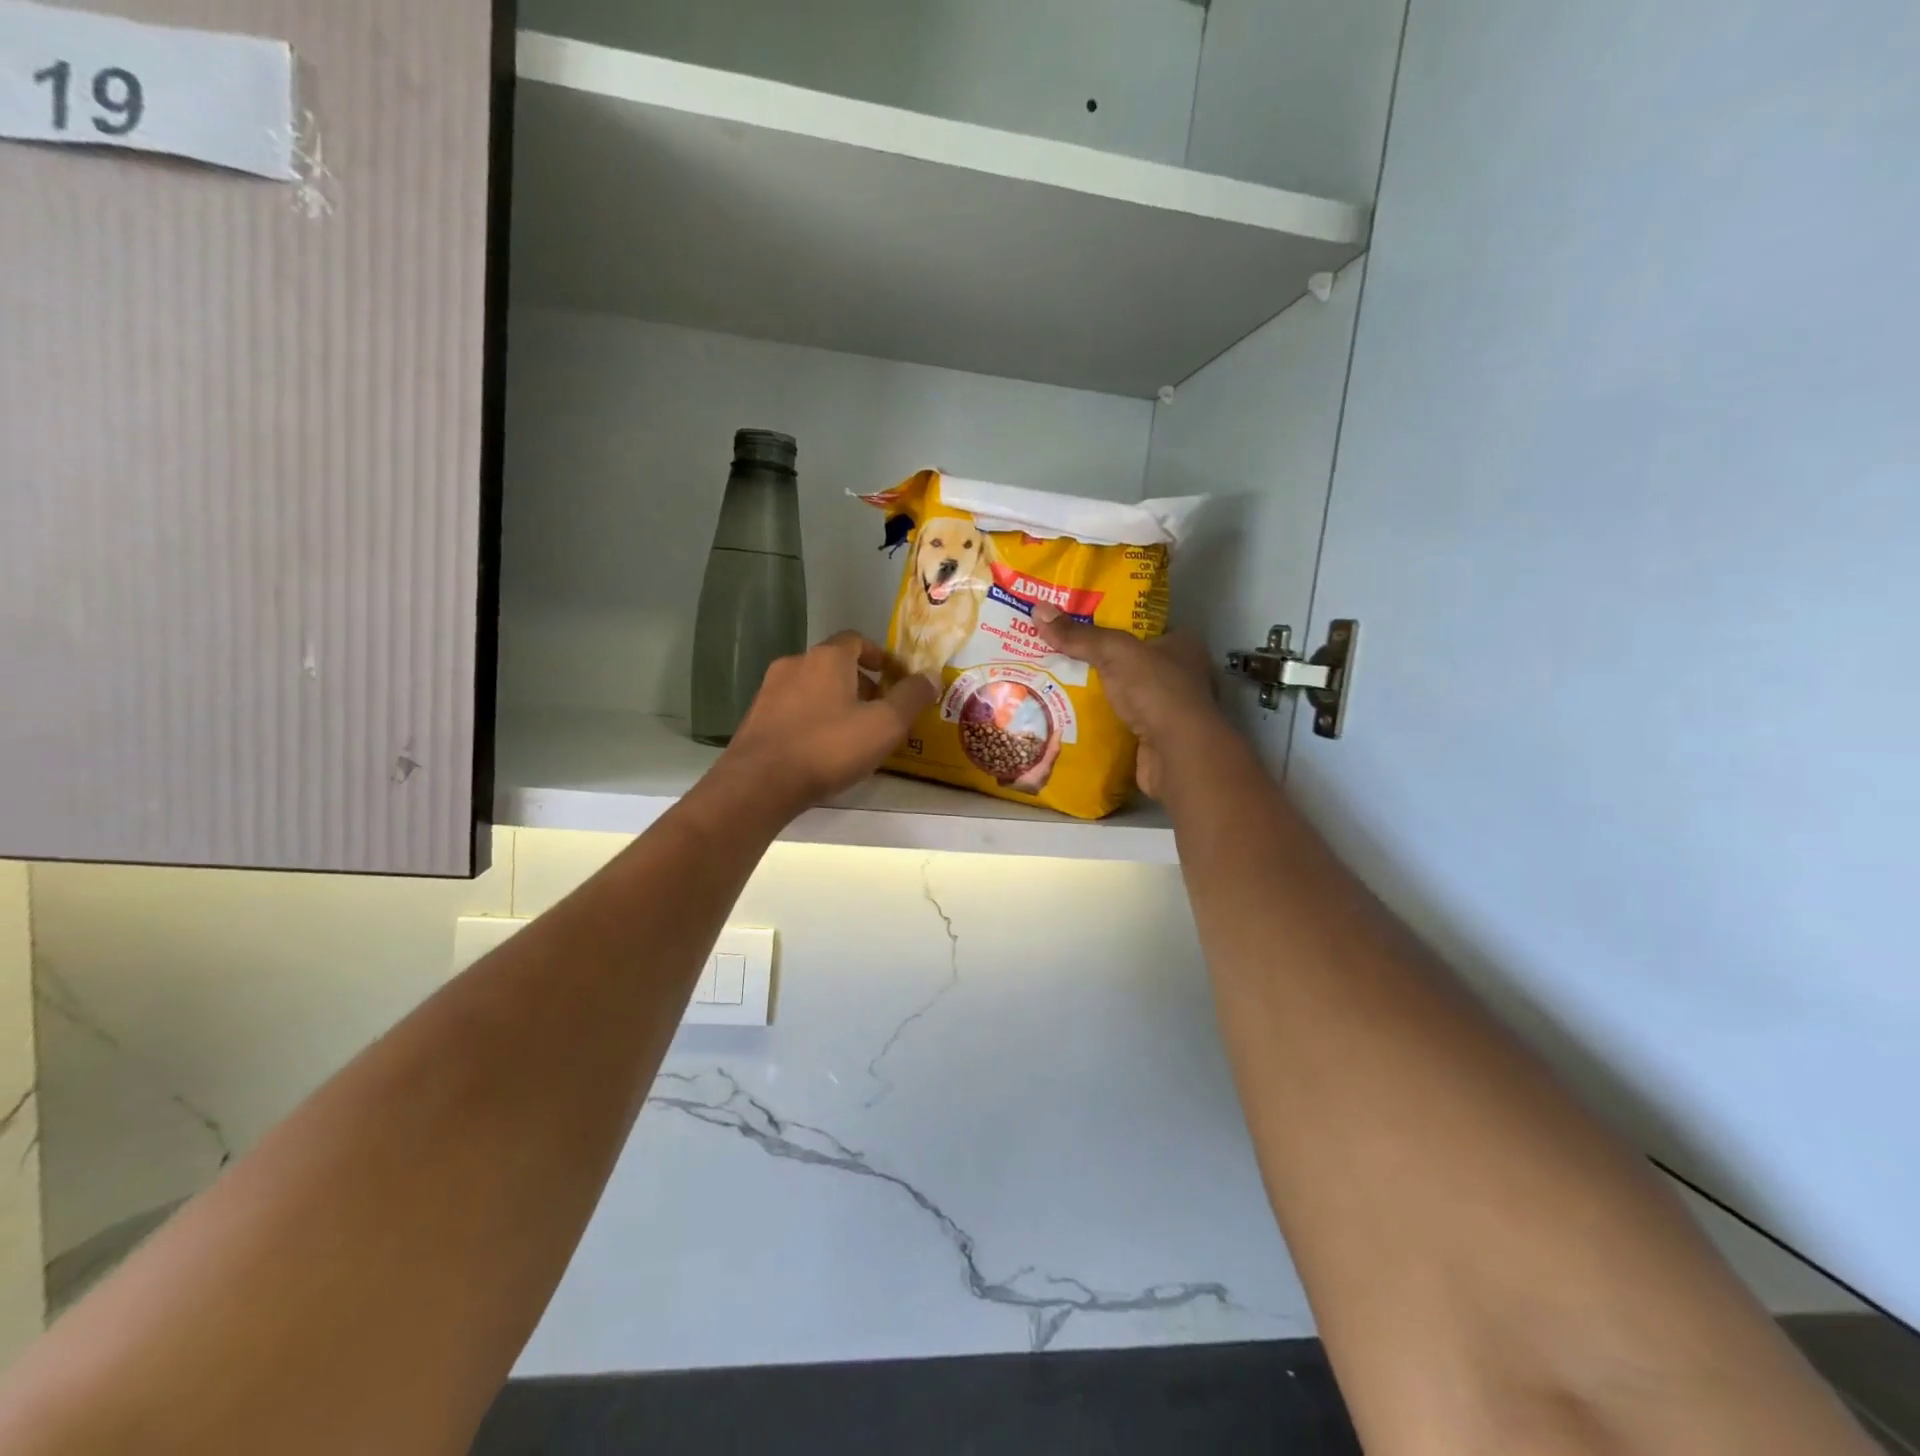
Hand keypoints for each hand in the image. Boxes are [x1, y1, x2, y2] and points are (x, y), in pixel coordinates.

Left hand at [719, 632, 936, 816]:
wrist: (760, 783)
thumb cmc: (829, 747)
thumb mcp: (885, 725)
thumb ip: (911, 697)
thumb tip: (930, 676)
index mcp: (827, 658)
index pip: (856, 640)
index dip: (878, 655)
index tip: (893, 677)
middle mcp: (795, 664)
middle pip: (833, 664)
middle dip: (859, 682)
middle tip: (879, 710)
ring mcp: (769, 691)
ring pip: (811, 687)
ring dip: (834, 701)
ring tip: (852, 733)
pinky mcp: (755, 718)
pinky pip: (792, 709)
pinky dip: (811, 718)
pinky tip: (820, 748)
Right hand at [1032, 606, 1227, 800]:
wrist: (1177, 755)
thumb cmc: (1156, 691)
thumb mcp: (1115, 652)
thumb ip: (1079, 635)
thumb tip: (1038, 610)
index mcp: (1182, 645)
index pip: (1144, 627)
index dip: (1113, 623)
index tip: (1077, 624)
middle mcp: (1181, 675)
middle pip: (1132, 662)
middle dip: (1099, 661)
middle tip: (1057, 654)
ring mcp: (1170, 710)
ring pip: (1126, 695)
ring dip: (1098, 694)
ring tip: (1056, 685)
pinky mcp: (1157, 739)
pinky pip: (1122, 723)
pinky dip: (1101, 721)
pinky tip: (1071, 716)